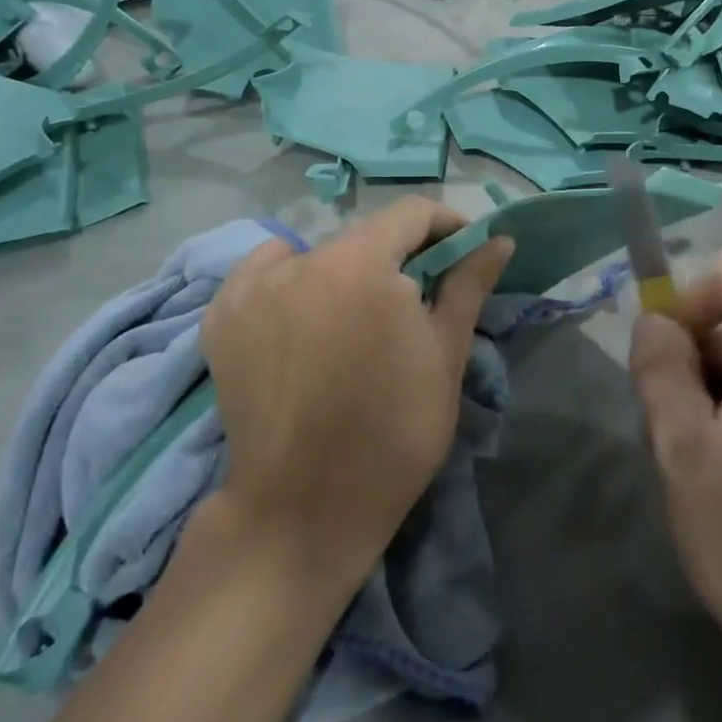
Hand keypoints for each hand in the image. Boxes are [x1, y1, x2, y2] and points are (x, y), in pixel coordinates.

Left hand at [198, 198, 512, 584]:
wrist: (306, 508)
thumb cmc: (394, 430)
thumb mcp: (446, 353)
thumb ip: (469, 284)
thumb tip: (499, 240)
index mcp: (361, 263)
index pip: (411, 213)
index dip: (446, 226)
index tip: (463, 254)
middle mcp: (301, 260)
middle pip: (363, 237)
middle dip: (397, 259)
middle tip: (416, 302)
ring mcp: (252, 287)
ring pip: (316, 256)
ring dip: (346, 273)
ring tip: (356, 321)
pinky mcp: (222, 317)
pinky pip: (266, 274)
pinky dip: (292, 282)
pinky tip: (302, 321)